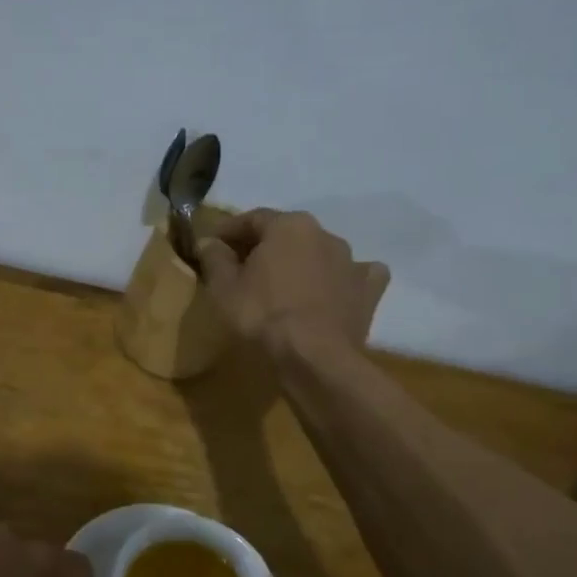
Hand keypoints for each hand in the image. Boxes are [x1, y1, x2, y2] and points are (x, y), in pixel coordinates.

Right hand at [197, 209, 388, 357]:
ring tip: (282, 284)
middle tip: (243, 267)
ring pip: (319, 252)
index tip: (212, 245)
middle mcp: (324, 233)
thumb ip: (214, 258)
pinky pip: (353, 276)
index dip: (229, 231)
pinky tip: (332, 291)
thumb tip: (208, 241)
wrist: (314, 357)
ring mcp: (351, 261)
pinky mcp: (369, 290)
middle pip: (287, 234)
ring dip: (300, 262)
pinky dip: (340, 280)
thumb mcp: (224, 287)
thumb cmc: (262, 315)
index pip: (252, 219)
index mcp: (288, 225)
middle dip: (264, 246)